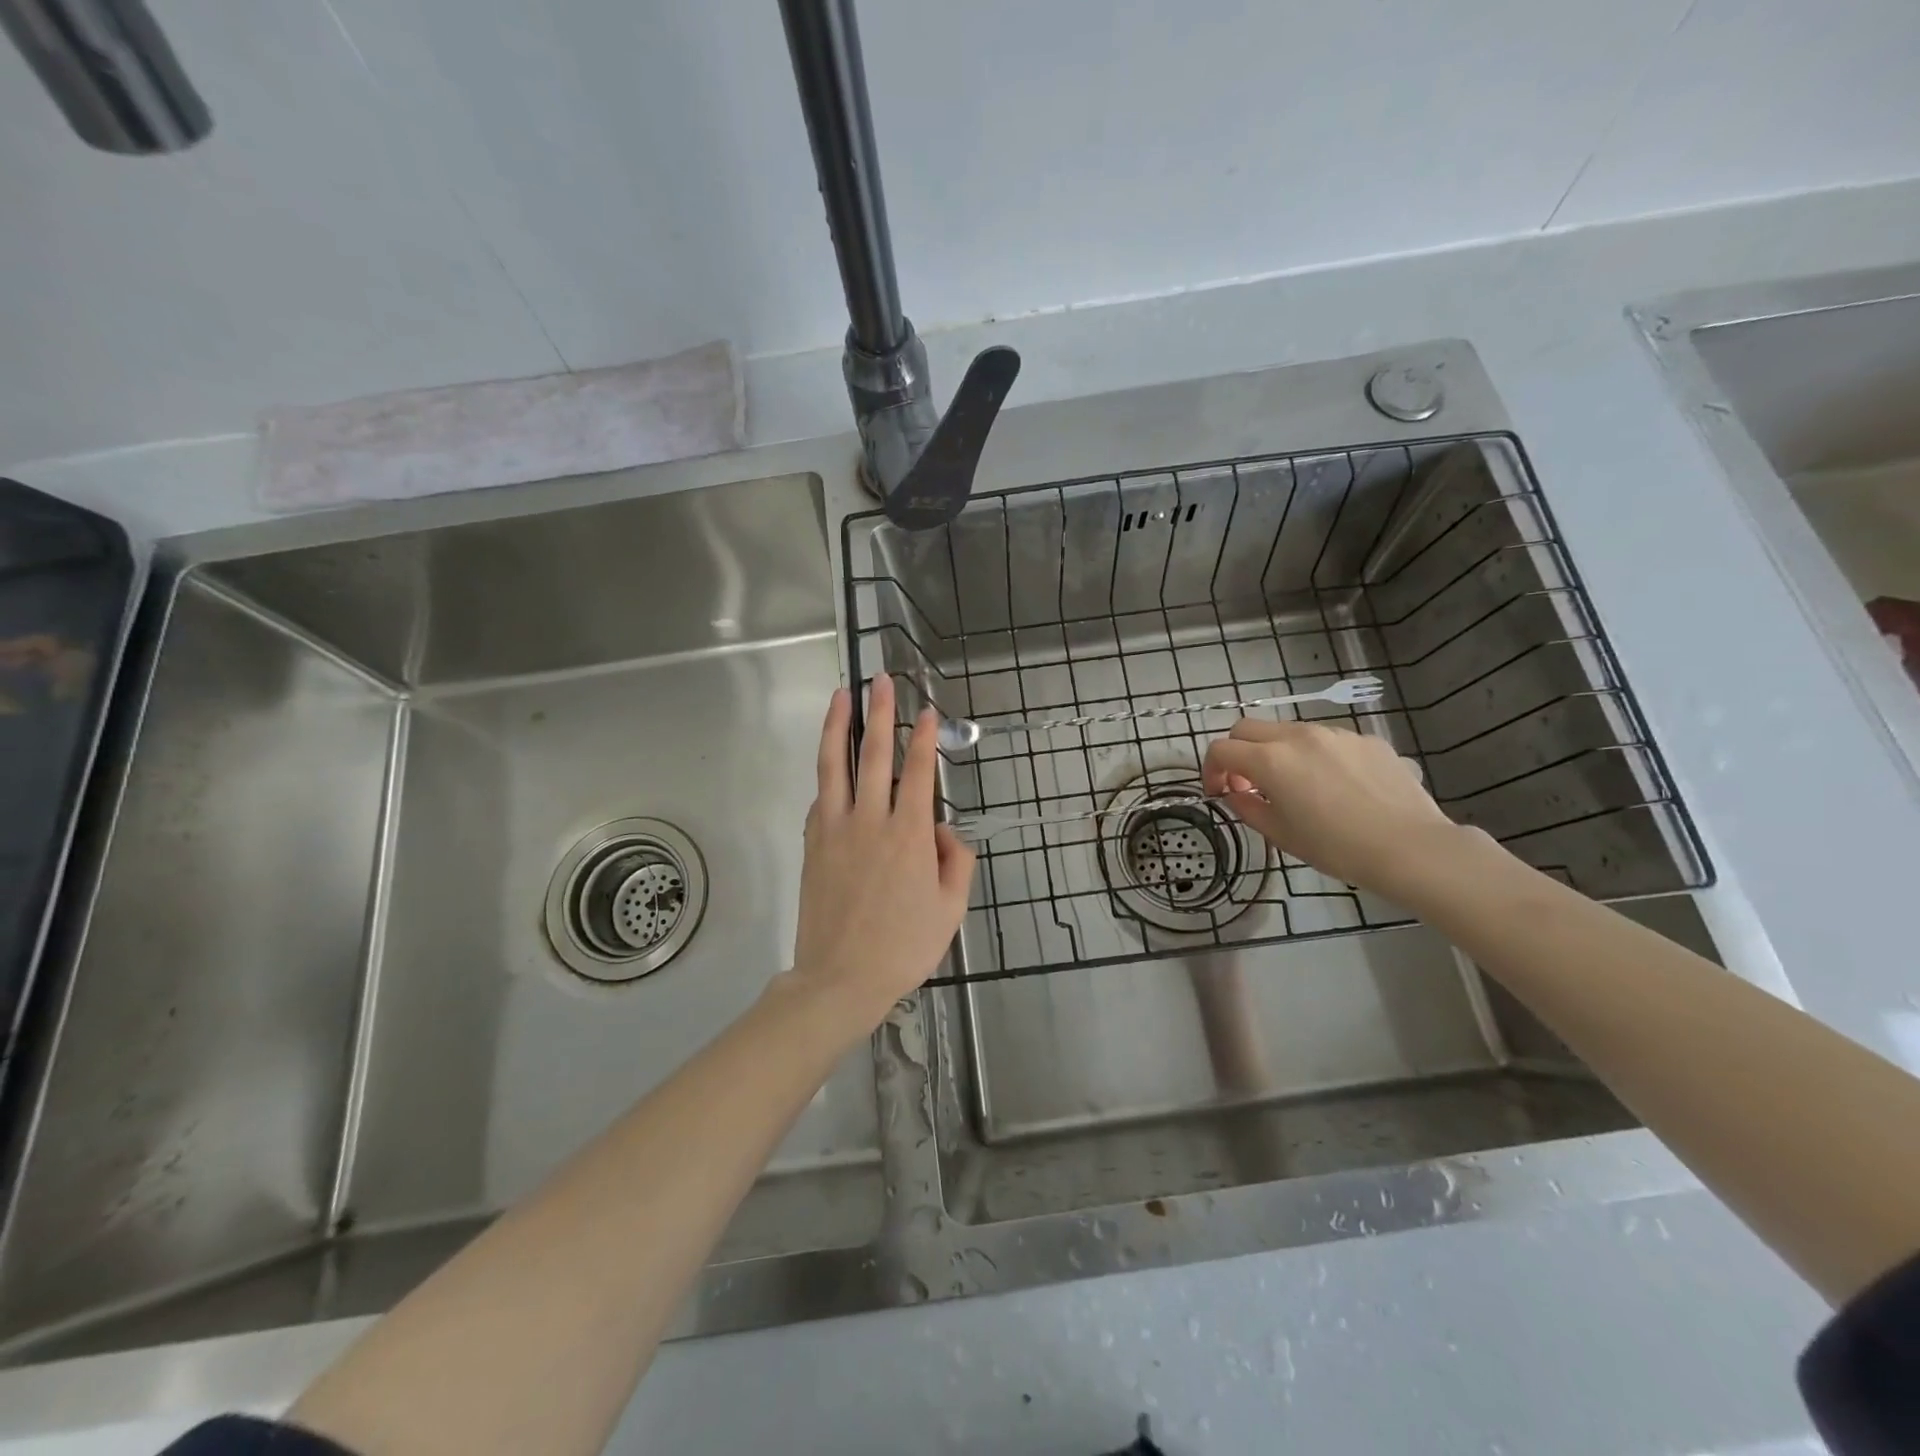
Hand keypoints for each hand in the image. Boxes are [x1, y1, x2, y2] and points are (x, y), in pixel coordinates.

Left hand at [789, 676, 975, 1029]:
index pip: (920, 772)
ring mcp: (834, 829)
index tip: (926, 710)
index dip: (925, 738)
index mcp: (909, 835)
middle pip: (872, 754)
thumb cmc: (904, 947)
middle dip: (879, 713)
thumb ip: (957, 861)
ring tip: (840, 695)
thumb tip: (944, 831)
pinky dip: (827, 775)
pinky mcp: (812, 843)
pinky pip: (821, 798)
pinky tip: (831, 764)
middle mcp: (870, 821)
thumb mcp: (951, 909)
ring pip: (833, 765)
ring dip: (837, 726)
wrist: (840, 978)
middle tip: (880, 680)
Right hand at [1201, 718, 1457, 893]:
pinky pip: (1327, 741)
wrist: (1411, 847)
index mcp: (1270, 760)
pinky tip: (1336, 787)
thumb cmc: (1337, 847)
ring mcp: (1335, 734)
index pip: (1221, 749)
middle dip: (1238, 752)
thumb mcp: (1281, 835)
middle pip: (1248, 728)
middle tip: (1247, 783)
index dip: (1211, 770)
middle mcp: (1298, 736)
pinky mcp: (1366, 740)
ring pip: (1289, 731)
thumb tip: (1236, 793)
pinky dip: (1316, 756)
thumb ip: (1248, 808)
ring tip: (1295, 786)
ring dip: (1277, 752)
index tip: (1219, 793)